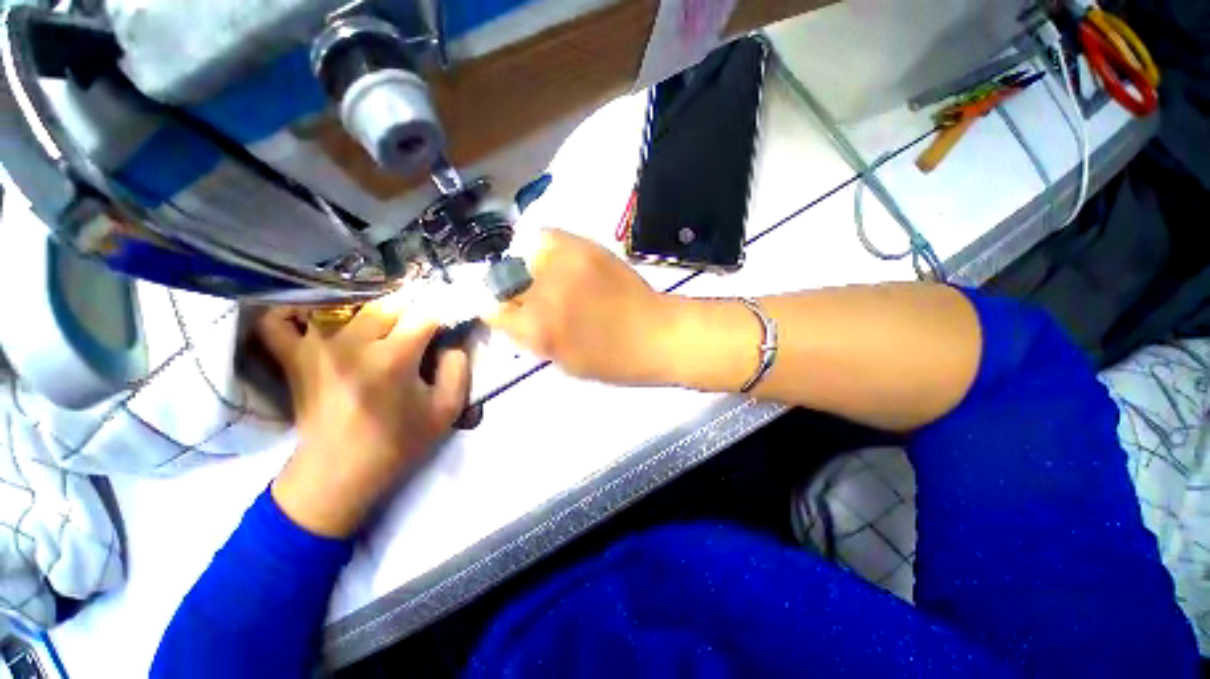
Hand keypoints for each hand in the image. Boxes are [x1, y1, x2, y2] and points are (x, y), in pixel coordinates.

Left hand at [258, 302, 469, 537]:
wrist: (339, 474)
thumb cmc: (398, 443)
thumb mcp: (446, 411)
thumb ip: (458, 369)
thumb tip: (451, 342)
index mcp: (393, 358)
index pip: (424, 316)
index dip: (440, 321)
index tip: (445, 332)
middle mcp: (352, 343)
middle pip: (388, 306)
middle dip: (410, 317)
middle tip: (417, 336)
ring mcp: (317, 347)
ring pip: (349, 306)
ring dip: (372, 314)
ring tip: (383, 331)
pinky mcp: (293, 358)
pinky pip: (279, 322)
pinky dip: (292, 313)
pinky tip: (315, 318)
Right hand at [487, 229, 673, 385]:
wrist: (657, 334)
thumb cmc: (615, 361)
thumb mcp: (565, 363)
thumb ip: (533, 338)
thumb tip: (515, 317)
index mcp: (538, 330)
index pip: (492, 310)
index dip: (497, 310)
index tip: (508, 311)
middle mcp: (544, 294)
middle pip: (504, 280)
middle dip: (512, 290)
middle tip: (530, 296)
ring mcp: (564, 265)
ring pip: (522, 254)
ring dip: (529, 268)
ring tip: (548, 277)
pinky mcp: (584, 247)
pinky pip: (547, 237)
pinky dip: (546, 247)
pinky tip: (559, 261)